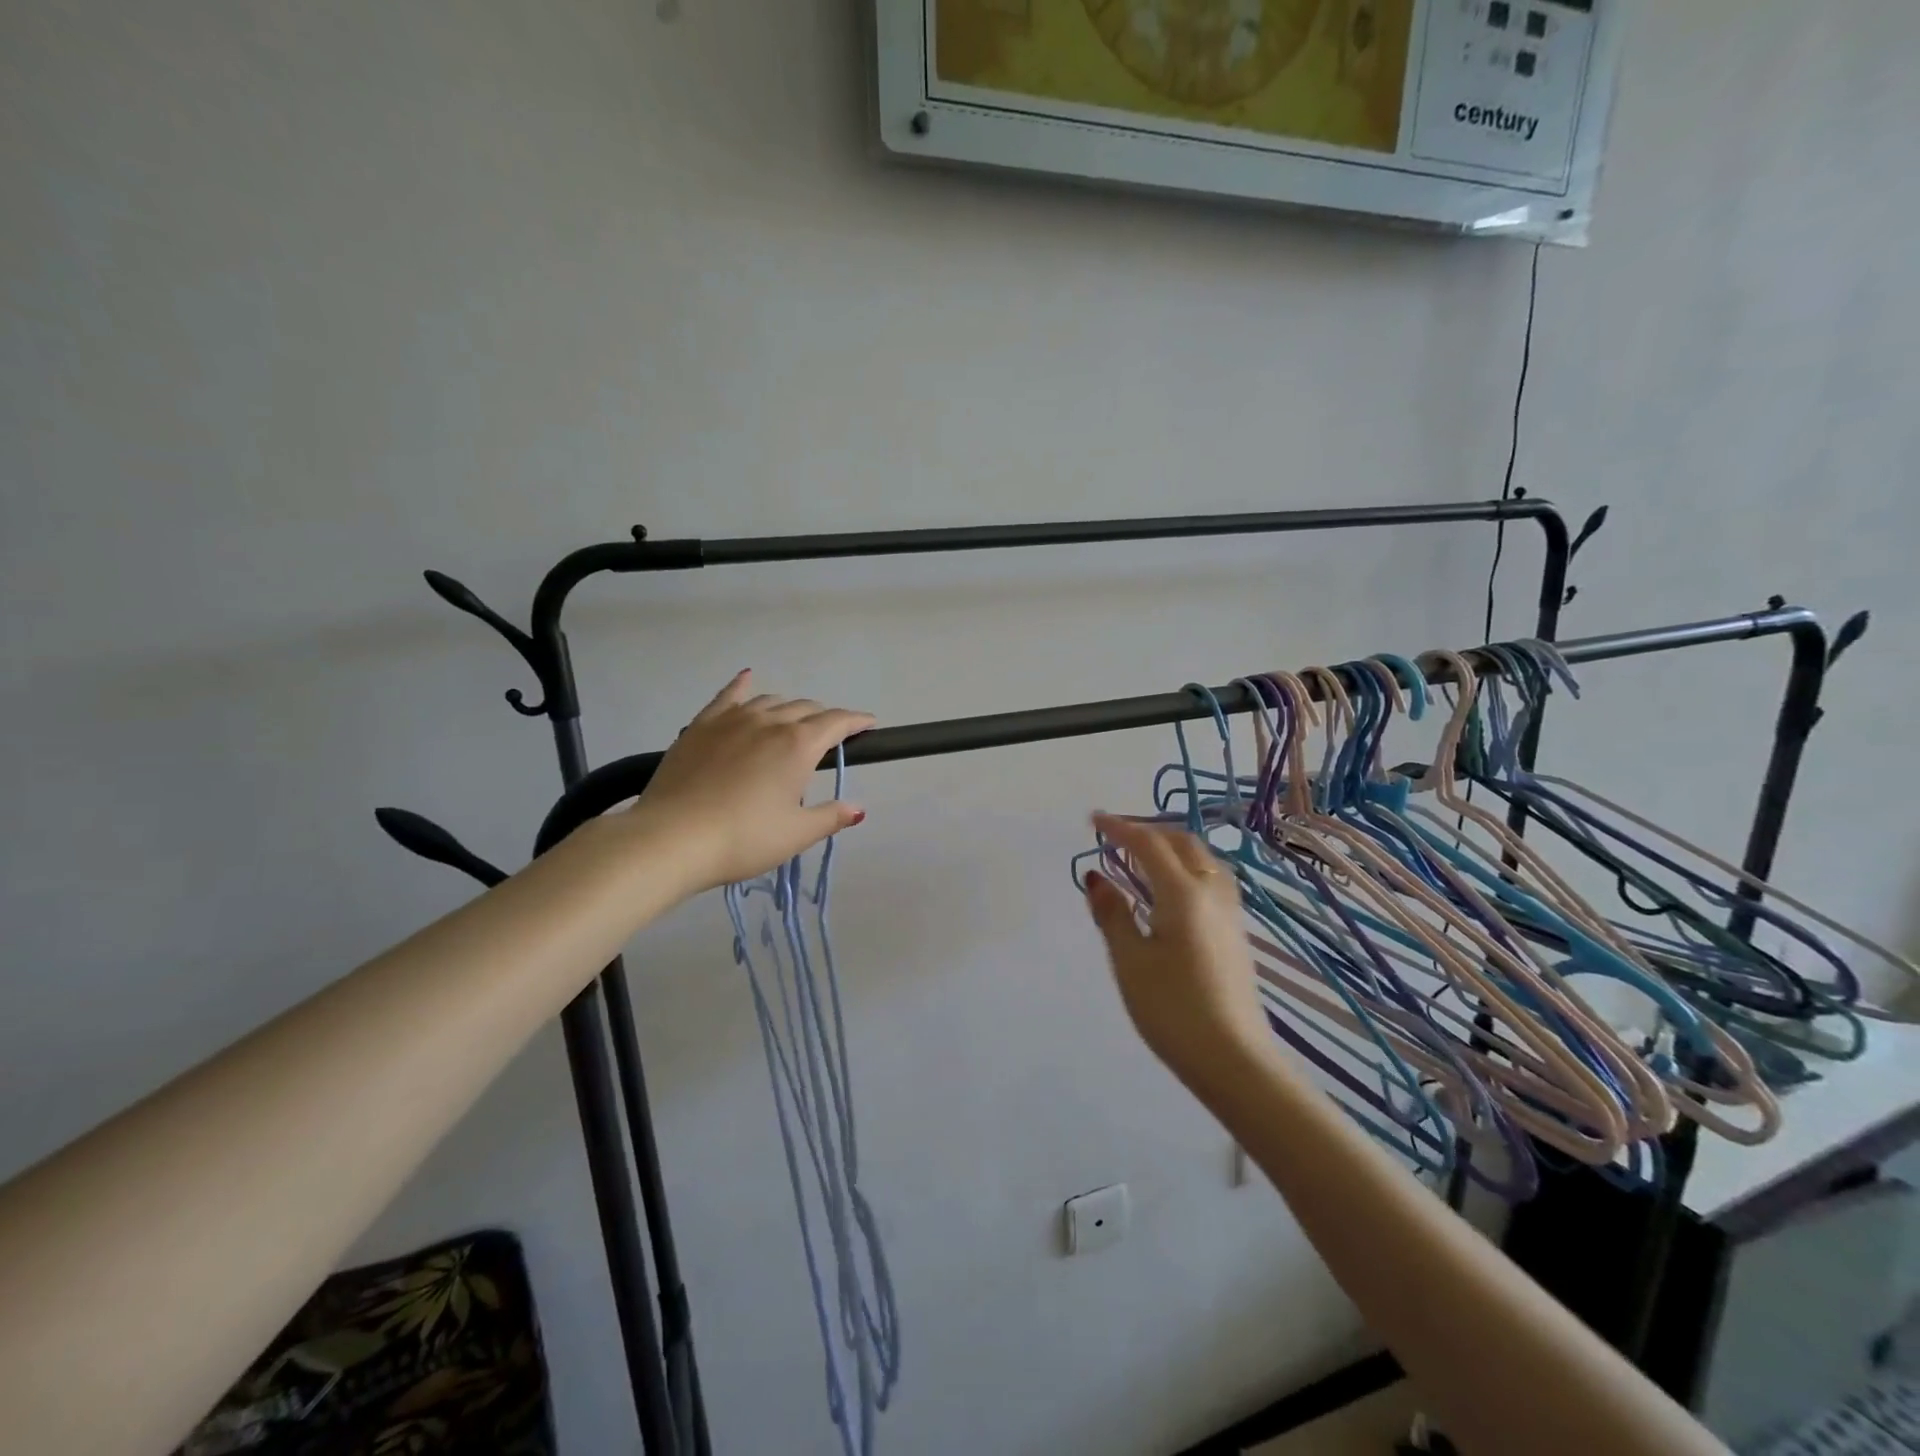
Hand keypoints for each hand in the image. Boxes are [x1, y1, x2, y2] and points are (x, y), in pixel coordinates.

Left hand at [630, 671, 874, 892]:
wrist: (671, 838)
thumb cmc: (743, 839)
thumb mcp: (795, 834)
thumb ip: (830, 817)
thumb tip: (858, 809)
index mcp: (798, 745)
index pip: (837, 722)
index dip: (857, 721)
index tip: (869, 725)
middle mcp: (769, 722)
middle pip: (805, 709)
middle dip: (824, 719)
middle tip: (829, 738)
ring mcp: (732, 719)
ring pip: (770, 701)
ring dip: (789, 709)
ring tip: (792, 724)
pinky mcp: (701, 725)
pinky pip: (728, 696)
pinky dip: (743, 685)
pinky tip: (747, 678)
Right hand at [1084, 814, 1272, 1090]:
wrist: (1234, 1059)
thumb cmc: (1173, 1008)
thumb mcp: (1130, 961)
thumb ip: (1112, 914)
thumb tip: (1096, 877)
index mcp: (1183, 893)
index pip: (1149, 844)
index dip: (1119, 828)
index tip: (1093, 820)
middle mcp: (1212, 892)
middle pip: (1182, 842)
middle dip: (1148, 830)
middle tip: (1115, 834)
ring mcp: (1230, 912)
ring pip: (1202, 858)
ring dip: (1171, 845)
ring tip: (1142, 854)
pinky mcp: (1236, 931)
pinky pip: (1211, 878)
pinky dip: (1185, 865)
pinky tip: (1171, 887)